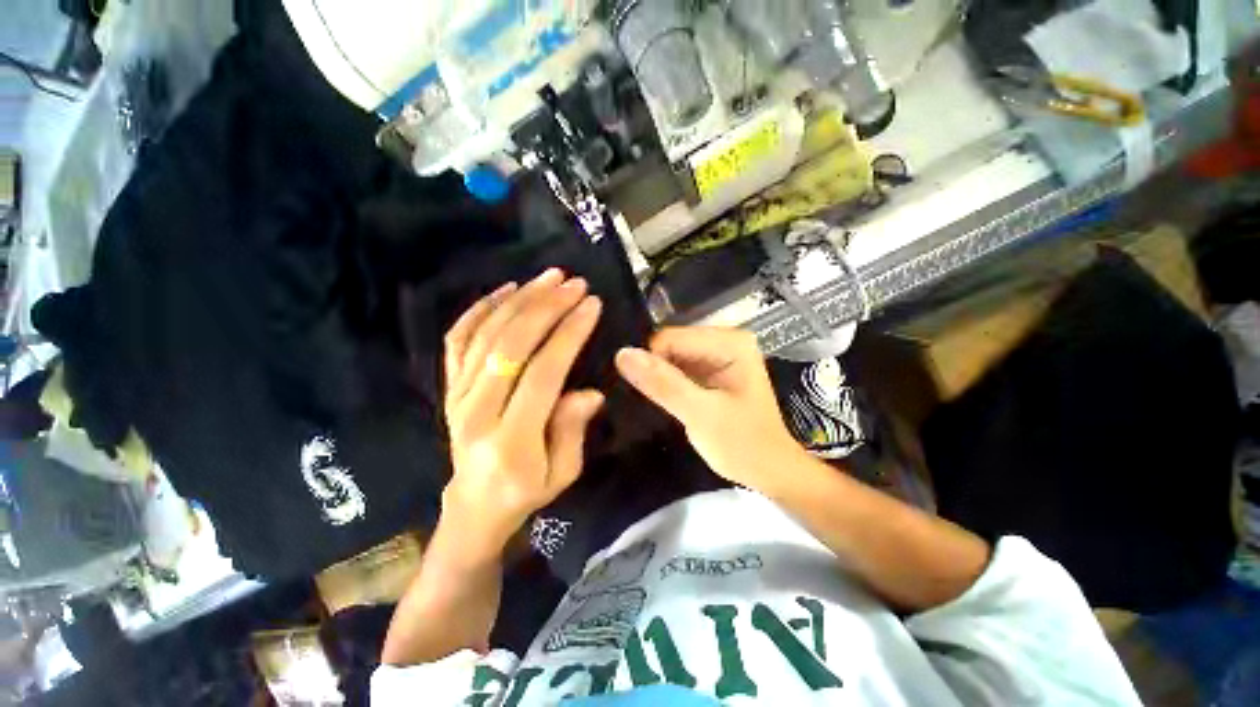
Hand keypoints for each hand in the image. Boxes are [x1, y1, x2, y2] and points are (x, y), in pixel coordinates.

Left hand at [442, 269, 604, 560]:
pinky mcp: (449, 386)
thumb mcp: (563, 473)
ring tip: (548, 277)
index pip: (542, 372)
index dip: (568, 334)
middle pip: (510, 345)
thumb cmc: (525, 491)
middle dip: (546, 307)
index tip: (591, 305)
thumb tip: (589, 392)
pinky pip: (458, 339)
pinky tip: (506, 289)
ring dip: (520, 299)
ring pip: (485, 334)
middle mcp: (477, 411)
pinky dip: (480, 309)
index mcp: (510, 438)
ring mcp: (457, 395)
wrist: (474, 505)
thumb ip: (572, 432)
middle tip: (574, 283)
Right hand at [615, 327, 805, 494]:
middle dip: (654, 368)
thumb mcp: (701, 414)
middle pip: (670, 344)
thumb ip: (663, 384)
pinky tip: (661, 398)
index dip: (651, 362)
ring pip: (670, 356)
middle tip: (646, 397)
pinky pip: (676, 368)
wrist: (768, 472)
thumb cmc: (743, 444)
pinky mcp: (709, 370)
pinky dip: (665, 382)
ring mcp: (716, 355)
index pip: (671, 338)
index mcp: (730, 342)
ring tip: (650, 399)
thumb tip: (622, 355)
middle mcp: (724, 340)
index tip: (642, 391)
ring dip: (658, 376)